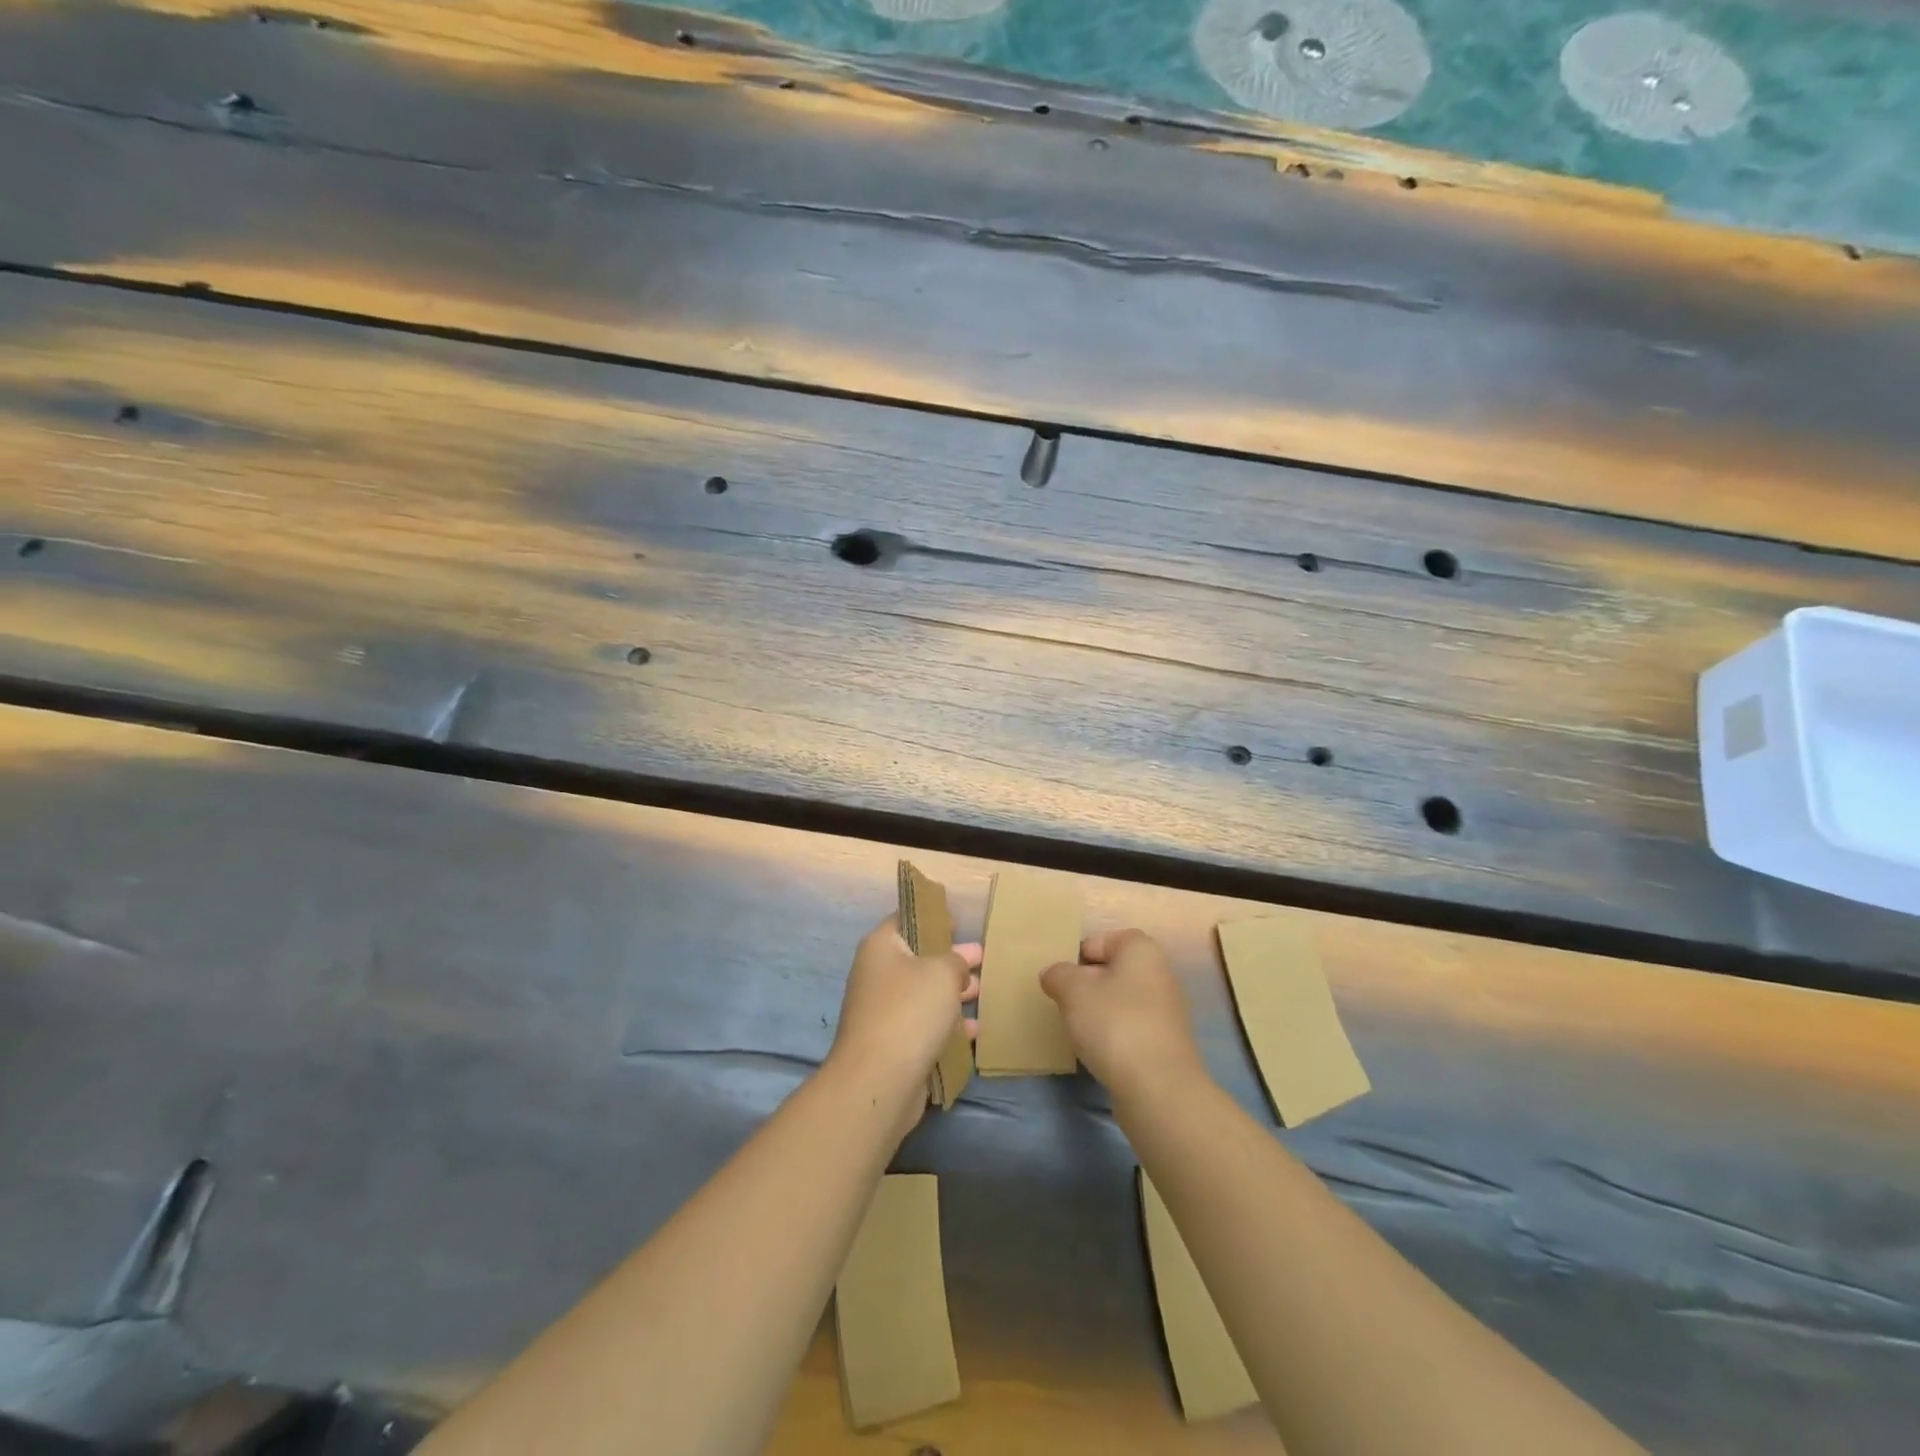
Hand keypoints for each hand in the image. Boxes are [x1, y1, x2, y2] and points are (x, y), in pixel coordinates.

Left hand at [827, 916, 980, 1126]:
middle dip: (951, 959)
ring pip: (924, 995)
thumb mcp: (942, 972)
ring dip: (953, 994)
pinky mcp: (894, 1045)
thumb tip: (957, 965)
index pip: (905, 919)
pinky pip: (925, 1027)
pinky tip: (974, 1031)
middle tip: (982, 958)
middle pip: (918, 959)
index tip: (960, 922)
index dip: (932, 917)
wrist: (879, 1081)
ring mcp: (884, 1013)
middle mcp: (878, 975)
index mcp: (881, 947)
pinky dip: (948, 1026)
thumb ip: (955, 960)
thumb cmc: (910, 1011)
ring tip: (984, 992)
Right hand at [1042, 929, 1206, 1102]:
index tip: (1060, 978)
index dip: (1077, 955)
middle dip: (1087, 984)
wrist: (1158, 1088)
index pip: (1103, 940)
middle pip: (1113, 970)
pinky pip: (1131, 1027)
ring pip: (1121, 1000)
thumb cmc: (1114, 1024)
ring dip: (1099, 1011)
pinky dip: (1113, 1035)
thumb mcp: (1072, 991)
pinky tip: (1098, 1051)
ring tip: (1077, 1028)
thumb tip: (1054, 974)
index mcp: (1141, 950)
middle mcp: (1159, 974)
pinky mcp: (1165, 1043)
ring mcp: (1166, 1011)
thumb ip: (1058, 975)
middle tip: (1063, 1002)